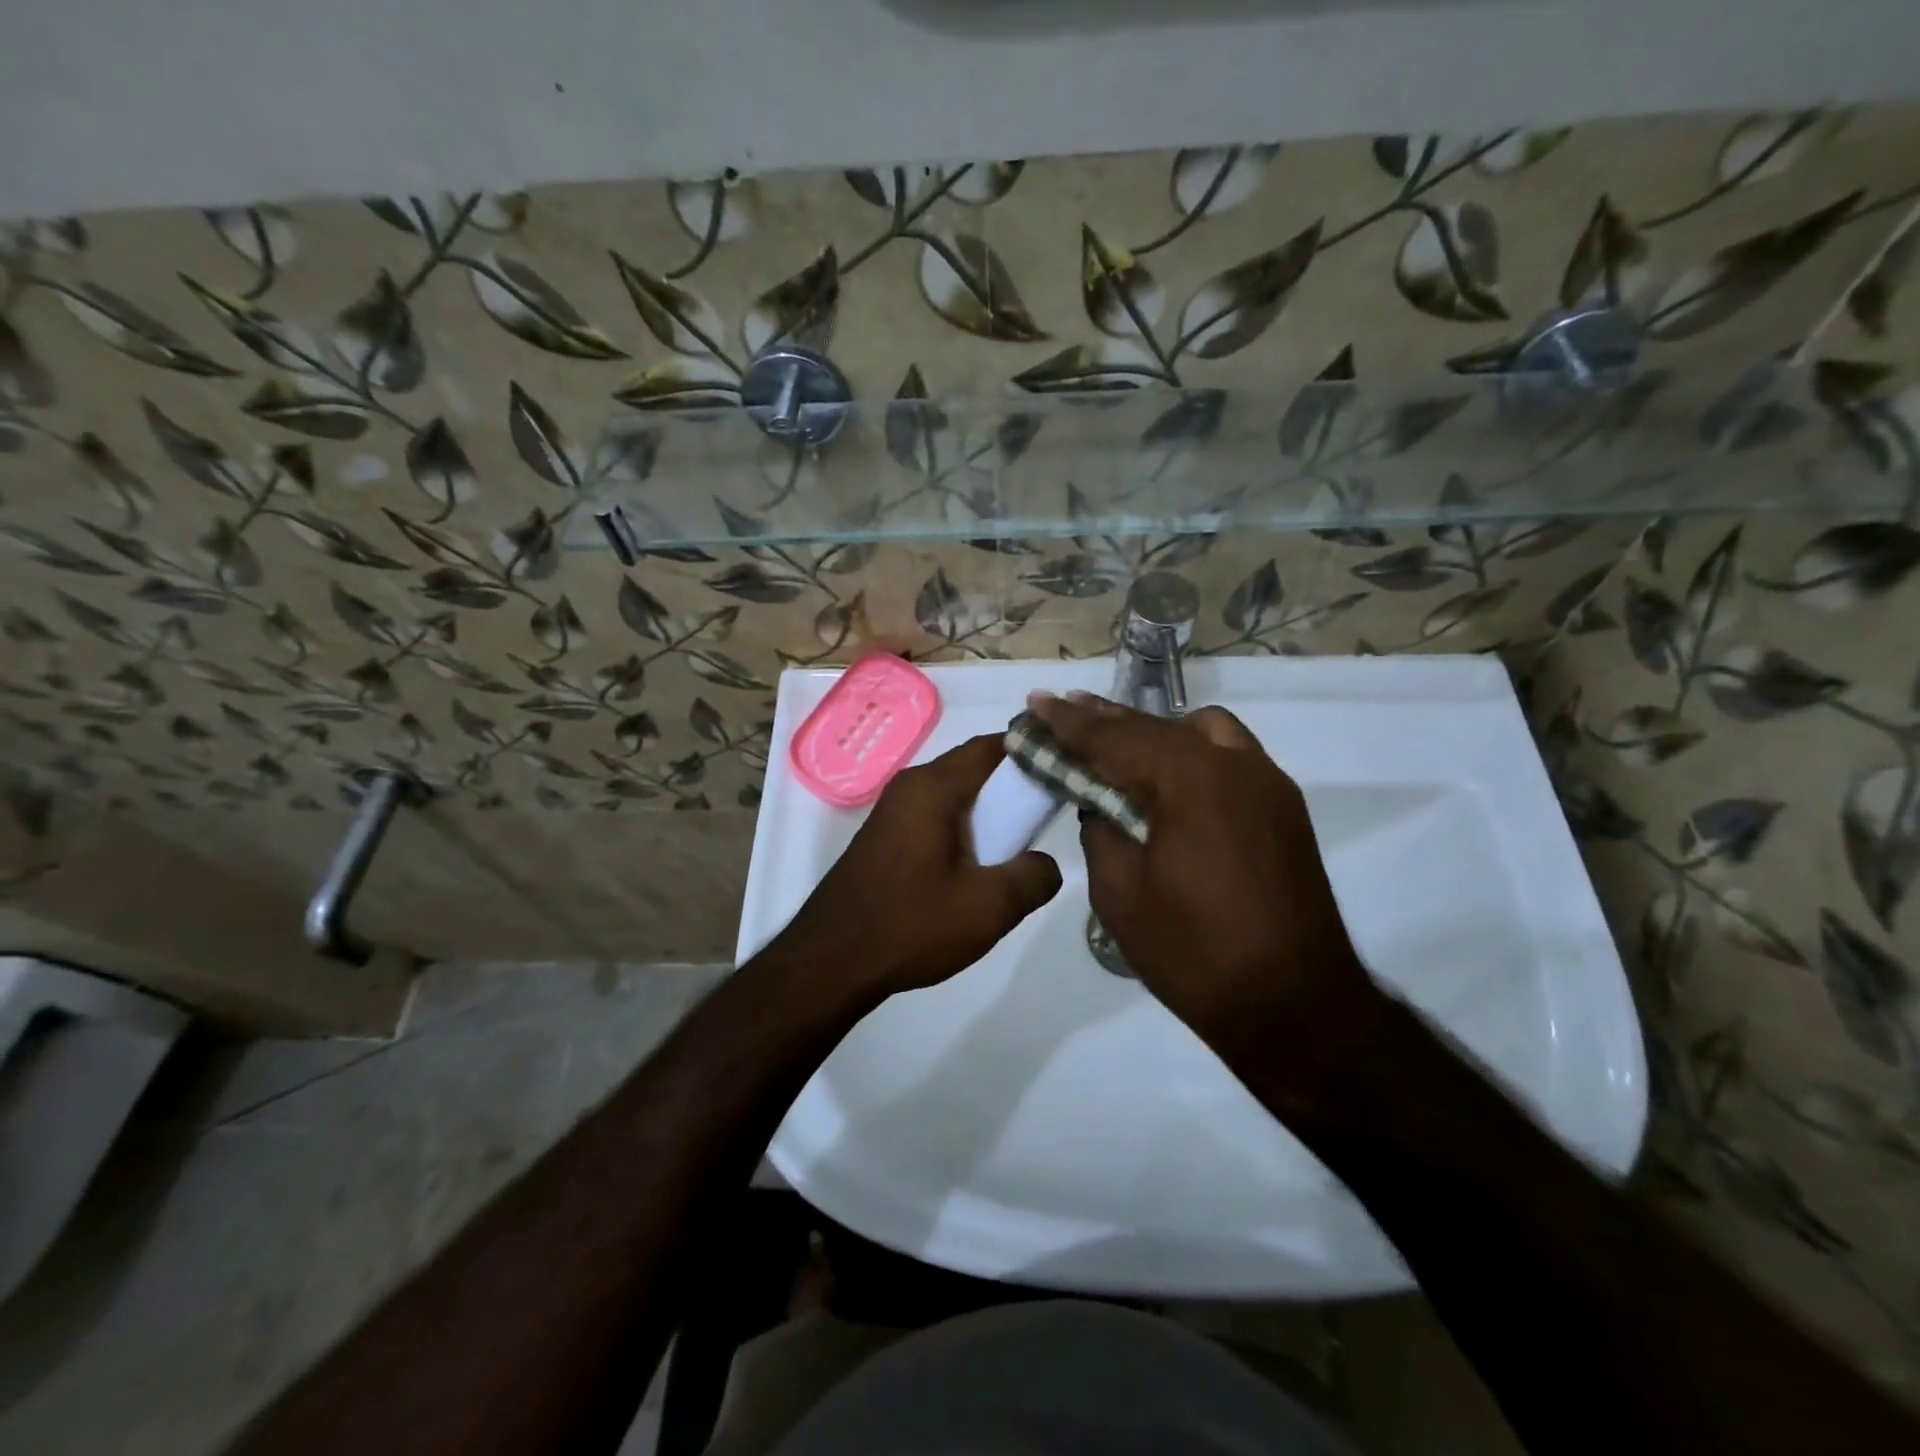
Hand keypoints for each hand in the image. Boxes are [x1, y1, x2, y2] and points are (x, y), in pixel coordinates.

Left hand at [770, 734, 1061, 1000]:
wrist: (831, 962)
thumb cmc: (911, 925)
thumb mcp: (989, 907)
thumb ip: (1034, 877)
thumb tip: (1045, 863)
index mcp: (934, 787)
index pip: (993, 746)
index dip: (1033, 752)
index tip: (1065, 772)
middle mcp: (910, 785)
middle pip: (974, 768)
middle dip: (1013, 786)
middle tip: (1046, 815)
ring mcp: (893, 810)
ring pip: (955, 794)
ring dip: (988, 811)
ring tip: (1018, 845)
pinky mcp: (886, 836)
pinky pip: (935, 815)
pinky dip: (963, 826)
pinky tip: (978, 864)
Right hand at [1029, 692, 1377, 1045]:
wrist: (1294, 1005)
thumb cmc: (1195, 954)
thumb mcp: (1121, 895)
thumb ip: (1101, 833)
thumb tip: (1100, 805)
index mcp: (1191, 782)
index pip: (1115, 740)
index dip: (1068, 722)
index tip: (1036, 702)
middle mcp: (1235, 765)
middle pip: (1157, 727)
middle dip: (1105, 720)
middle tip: (1063, 709)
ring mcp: (1267, 782)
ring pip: (1202, 730)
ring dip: (1154, 731)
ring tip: (1118, 743)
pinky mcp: (1283, 806)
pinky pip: (1230, 755)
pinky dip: (1191, 752)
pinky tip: (1169, 776)